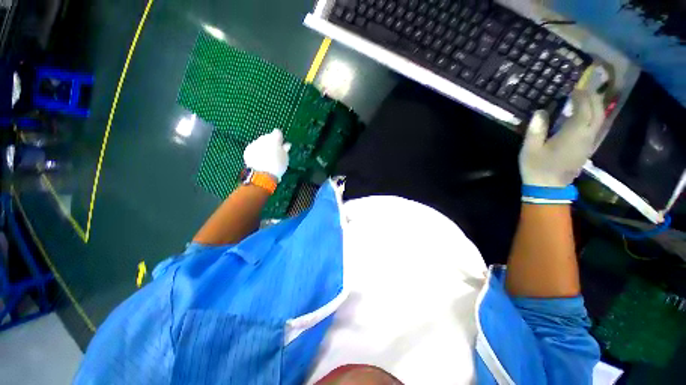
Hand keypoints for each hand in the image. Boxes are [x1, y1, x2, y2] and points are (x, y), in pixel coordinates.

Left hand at [243, 129, 291, 181]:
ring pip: (260, 142)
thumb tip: (287, 145)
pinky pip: (253, 148)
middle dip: (270, 142)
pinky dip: (256, 151)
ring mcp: (254, 143)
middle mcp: (264, 138)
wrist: (262, 174)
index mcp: (275, 139)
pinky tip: (259, 159)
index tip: (281, 144)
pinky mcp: (248, 150)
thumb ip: (285, 149)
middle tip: (274, 152)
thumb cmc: (278, 166)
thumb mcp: (285, 158)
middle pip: (268, 137)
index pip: (277, 132)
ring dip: (263, 147)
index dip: (279, 138)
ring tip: (266, 157)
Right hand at [519, 90, 604, 187]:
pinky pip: (598, 129)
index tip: (573, 89)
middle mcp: (586, 137)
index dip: (581, 98)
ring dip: (596, 107)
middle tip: (583, 91)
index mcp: (573, 135)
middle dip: (592, 99)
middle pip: (597, 113)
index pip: (584, 110)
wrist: (549, 188)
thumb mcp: (530, 149)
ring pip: (601, 120)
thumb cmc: (537, 167)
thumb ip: (536, 130)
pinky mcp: (588, 149)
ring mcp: (589, 144)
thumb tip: (540, 112)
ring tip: (587, 99)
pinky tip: (590, 116)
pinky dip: (596, 118)